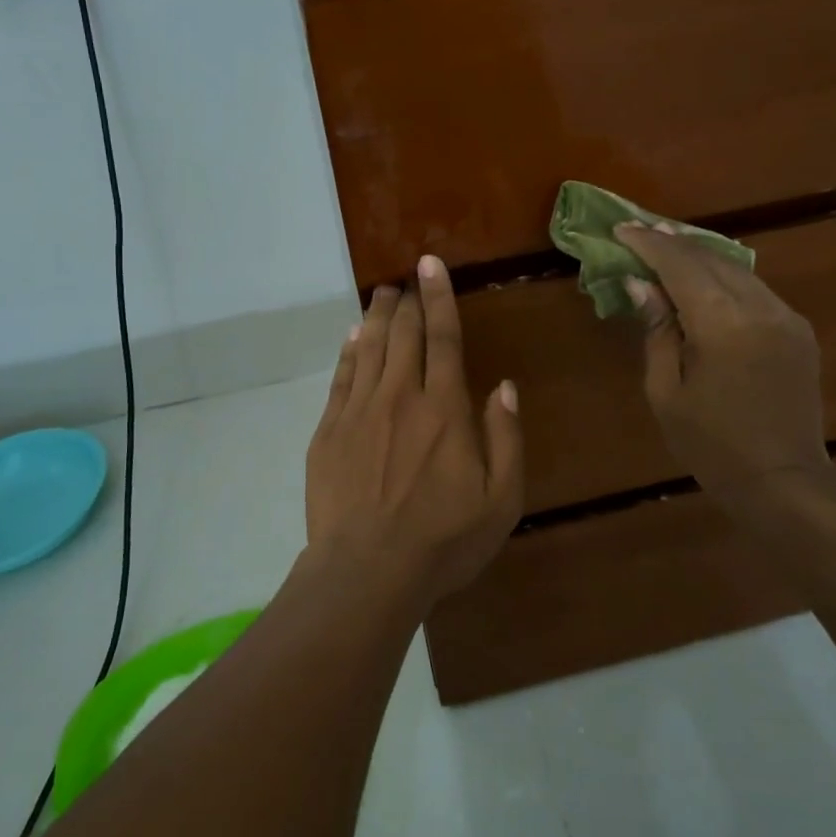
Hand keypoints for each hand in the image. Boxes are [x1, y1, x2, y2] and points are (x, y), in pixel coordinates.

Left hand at [304, 257, 524, 606]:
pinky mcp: (329, 431)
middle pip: (403, 334)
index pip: (443, 337)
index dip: (438, 297)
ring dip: (377, 317)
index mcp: (444, 409)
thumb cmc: (444, 541)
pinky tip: (353, 337)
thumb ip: (506, 437)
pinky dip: (349, 351)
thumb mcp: (501, 499)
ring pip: (369, 348)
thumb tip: (504, 386)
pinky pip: (341, 377)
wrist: (367, 572)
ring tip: (381, 294)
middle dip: (406, 301)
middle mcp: (400, 396)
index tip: (430, 264)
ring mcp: (359, 411)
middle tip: (406, 278)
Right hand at [616, 223, 831, 505]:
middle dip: (674, 242)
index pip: (680, 265)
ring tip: (668, 245)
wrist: (783, 479)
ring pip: (738, 268)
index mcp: (723, 324)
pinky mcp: (798, 330)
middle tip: (641, 231)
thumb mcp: (666, 392)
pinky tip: (705, 279)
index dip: (649, 244)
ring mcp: (786, 316)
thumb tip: (641, 284)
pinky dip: (725, 277)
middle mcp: (760, 308)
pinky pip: (755, 289)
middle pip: (711, 258)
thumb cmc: (712, 445)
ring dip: (700, 256)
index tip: (622, 228)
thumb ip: (657, 331)